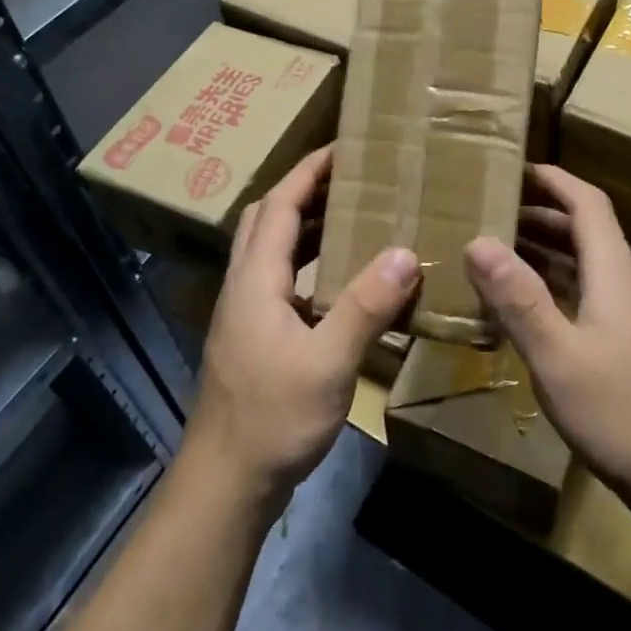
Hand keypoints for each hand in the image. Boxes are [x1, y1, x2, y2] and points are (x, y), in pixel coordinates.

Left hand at [182, 147, 418, 508]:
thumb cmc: (273, 418)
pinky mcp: (253, 338)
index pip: (279, 205)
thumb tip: (404, 253)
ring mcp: (245, 314)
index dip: (307, 172)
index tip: (342, 147)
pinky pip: (280, 280)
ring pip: (271, 250)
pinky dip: (308, 263)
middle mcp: (244, 286)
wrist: (226, 483)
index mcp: (255, 279)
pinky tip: (340, 282)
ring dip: (306, 226)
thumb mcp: (328, 362)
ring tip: (352, 217)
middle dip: (304, 190)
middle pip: (267, 219)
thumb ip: (365, 306)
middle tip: (351, 179)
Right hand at [463, 165, 630, 518]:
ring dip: (551, 254)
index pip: (590, 206)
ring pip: (591, 270)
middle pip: (589, 235)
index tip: (519, 168)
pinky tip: (537, 315)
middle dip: (544, 216)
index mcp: (616, 277)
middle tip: (497, 214)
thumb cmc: (624, 415)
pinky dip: (561, 290)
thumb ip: (518, 299)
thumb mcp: (559, 357)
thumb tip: (478, 241)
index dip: (556, 181)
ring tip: (505, 256)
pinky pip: (593, 300)